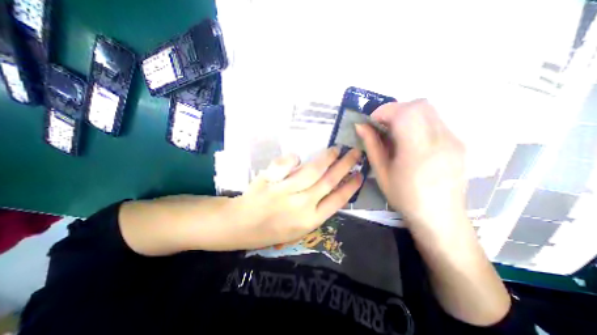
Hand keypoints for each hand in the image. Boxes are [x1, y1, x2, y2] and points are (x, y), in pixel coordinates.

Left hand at [231, 147, 363, 249]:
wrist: (241, 226)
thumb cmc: (272, 229)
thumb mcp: (300, 227)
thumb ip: (316, 209)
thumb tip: (329, 186)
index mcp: (311, 220)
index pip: (338, 200)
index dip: (351, 185)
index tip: (360, 173)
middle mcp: (301, 205)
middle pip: (329, 181)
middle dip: (345, 165)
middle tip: (355, 153)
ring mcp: (285, 191)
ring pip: (312, 170)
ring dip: (327, 157)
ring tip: (336, 149)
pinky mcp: (270, 181)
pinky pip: (286, 164)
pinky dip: (293, 158)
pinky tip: (298, 156)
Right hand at [353, 100, 465, 229]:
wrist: (439, 216)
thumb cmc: (404, 197)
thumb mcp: (382, 172)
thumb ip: (372, 145)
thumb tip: (360, 125)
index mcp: (418, 151)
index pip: (405, 113)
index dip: (385, 111)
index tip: (372, 121)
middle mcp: (441, 140)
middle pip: (420, 105)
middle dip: (396, 109)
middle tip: (382, 125)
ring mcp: (454, 140)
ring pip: (429, 110)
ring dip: (407, 114)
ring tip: (395, 132)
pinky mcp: (458, 142)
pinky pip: (435, 120)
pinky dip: (418, 121)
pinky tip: (410, 139)